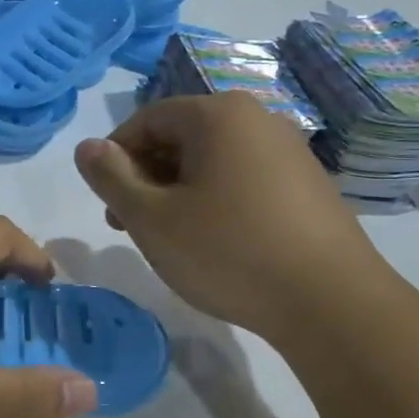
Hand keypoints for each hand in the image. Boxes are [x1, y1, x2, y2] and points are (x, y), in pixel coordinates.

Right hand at [73, 92, 383, 337]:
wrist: (331, 302)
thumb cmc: (228, 251)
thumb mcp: (152, 218)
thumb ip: (110, 178)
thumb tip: (87, 147)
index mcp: (218, 114)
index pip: (148, 119)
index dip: (115, 157)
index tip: (107, 202)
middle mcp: (258, 119)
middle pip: (182, 137)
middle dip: (147, 177)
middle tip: (131, 225)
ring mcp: (290, 151)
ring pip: (213, 160)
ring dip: (179, 192)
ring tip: (171, 238)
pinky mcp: (309, 185)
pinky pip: (245, 179)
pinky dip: (216, 200)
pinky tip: (216, 243)